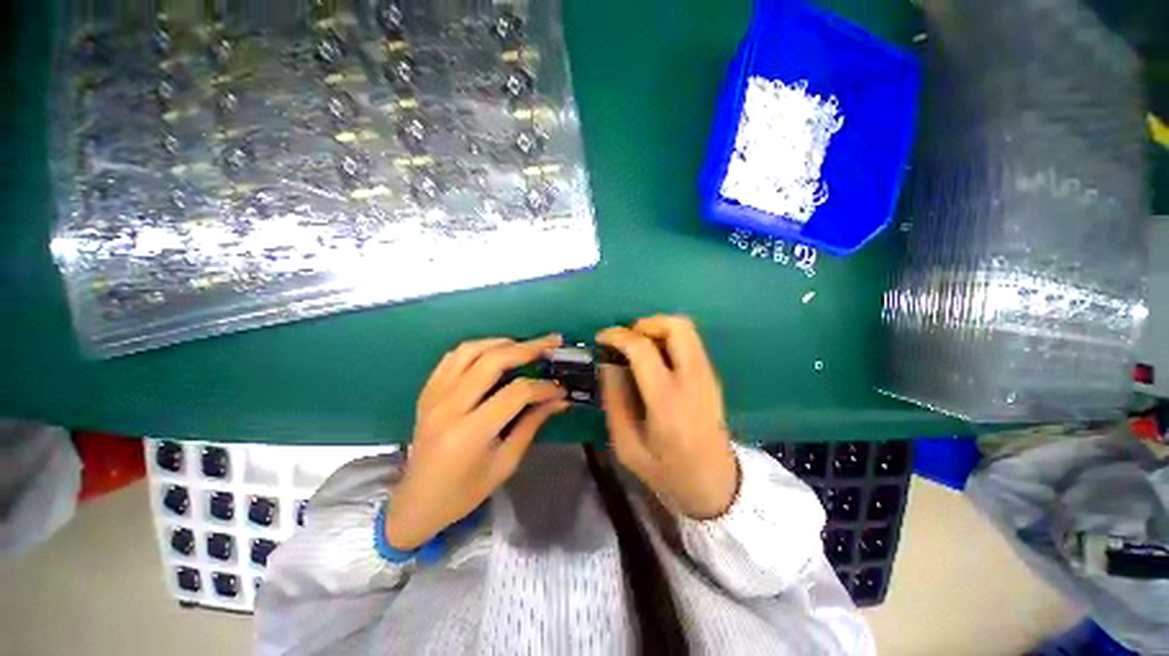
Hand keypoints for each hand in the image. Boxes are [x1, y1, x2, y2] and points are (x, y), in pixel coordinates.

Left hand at [386, 335, 568, 550]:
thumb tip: (559, 399)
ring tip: (526, 345)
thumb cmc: (465, 491)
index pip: (516, 393)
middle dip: (528, 348)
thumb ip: (532, 424)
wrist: (416, 503)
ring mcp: (434, 396)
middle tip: (552, 343)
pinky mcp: (427, 392)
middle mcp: (449, 407)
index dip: (543, 386)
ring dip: (502, 342)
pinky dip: (478, 348)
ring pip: (471, 350)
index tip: (561, 387)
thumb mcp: (505, 463)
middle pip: (492, 361)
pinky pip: (453, 357)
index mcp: (470, 433)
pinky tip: (494, 352)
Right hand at [597, 315, 738, 519]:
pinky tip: (655, 358)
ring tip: (638, 346)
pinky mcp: (712, 376)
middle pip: (676, 326)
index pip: (643, 349)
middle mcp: (692, 380)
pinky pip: (691, 342)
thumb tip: (608, 364)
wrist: (715, 486)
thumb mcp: (627, 446)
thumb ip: (615, 400)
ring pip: (686, 329)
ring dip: (658, 328)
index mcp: (667, 401)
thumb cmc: (667, 472)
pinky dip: (669, 339)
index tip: (601, 339)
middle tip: (626, 339)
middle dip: (645, 323)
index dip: (618, 336)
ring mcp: (707, 376)